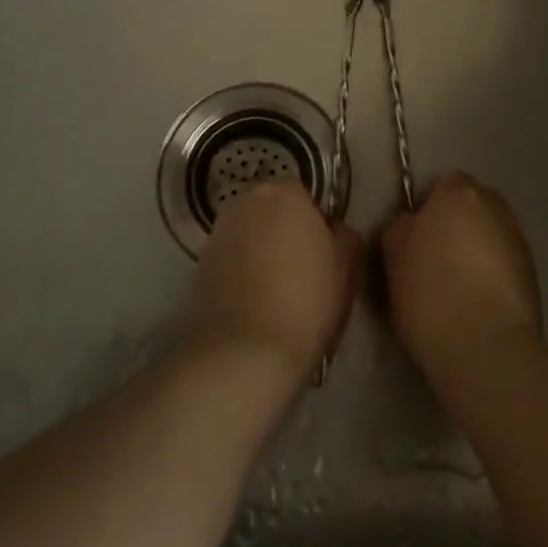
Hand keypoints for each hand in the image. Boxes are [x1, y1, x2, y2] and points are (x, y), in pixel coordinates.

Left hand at [188, 182, 362, 388]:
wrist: (245, 352)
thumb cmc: (307, 301)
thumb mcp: (347, 266)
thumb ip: (345, 235)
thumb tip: (333, 230)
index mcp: (284, 194)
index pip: (305, 195)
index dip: (317, 223)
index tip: (325, 254)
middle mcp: (246, 202)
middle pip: (273, 211)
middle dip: (286, 232)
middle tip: (303, 272)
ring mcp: (218, 232)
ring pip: (250, 235)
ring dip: (262, 251)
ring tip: (277, 292)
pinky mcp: (199, 264)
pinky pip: (231, 260)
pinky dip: (242, 273)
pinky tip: (254, 304)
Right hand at [380, 172, 543, 379]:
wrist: (486, 347)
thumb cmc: (430, 293)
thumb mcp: (394, 255)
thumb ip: (402, 226)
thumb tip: (414, 223)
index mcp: (459, 194)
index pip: (444, 183)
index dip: (429, 207)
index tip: (416, 237)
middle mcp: (495, 207)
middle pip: (472, 204)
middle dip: (457, 222)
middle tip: (435, 256)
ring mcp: (518, 239)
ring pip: (490, 232)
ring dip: (476, 246)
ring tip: (457, 283)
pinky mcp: (533, 273)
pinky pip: (505, 260)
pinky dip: (492, 271)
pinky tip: (478, 300)